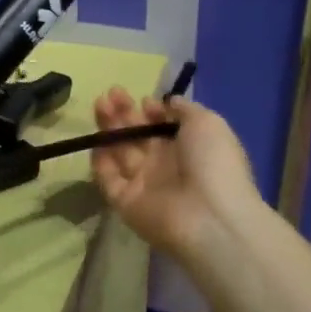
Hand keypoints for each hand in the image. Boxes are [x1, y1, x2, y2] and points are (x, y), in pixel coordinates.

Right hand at [90, 88, 261, 261]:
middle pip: (138, 135)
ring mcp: (144, 184)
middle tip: (110, 94)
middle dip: (124, 113)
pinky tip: (97, 141)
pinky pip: (108, 179)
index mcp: (189, 147)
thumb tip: (167, 102)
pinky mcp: (125, 202)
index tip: (143, 100)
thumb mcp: (208, 123)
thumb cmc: (213, 163)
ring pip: (120, 152)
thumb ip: (184, 109)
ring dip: (109, 128)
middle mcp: (165, 165)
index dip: (152, 111)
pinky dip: (101, 161)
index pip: (162, 126)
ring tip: (99, 104)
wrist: (210, 218)